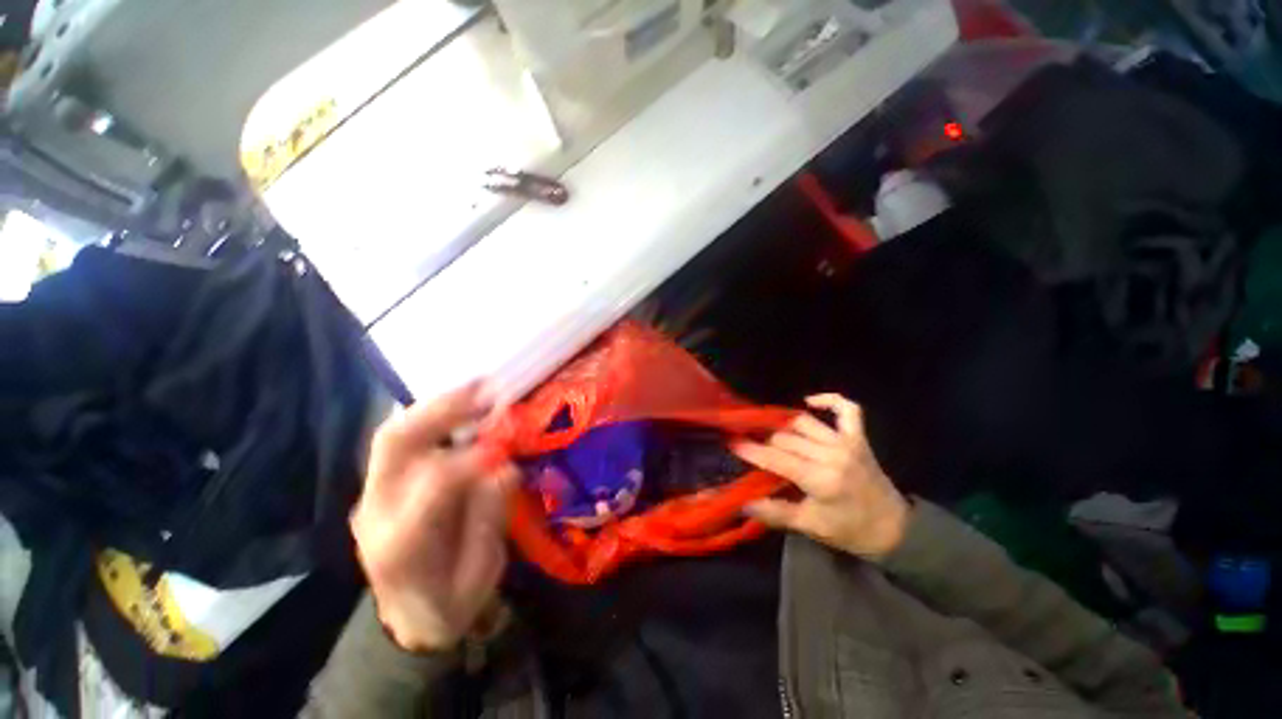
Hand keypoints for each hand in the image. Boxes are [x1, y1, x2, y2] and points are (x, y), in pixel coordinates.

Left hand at [352, 383, 517, 651]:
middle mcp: (376, 511)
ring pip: (394, 435)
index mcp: (402, 545)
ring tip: (478, 388)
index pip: (433, 484)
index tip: (505, 441)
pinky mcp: (380, 486)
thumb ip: (490, 518)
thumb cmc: (449, 604)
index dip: (472, 456)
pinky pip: (401, 441)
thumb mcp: (481, 574)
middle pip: (396, 444)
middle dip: (444, 408)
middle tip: (486, 388)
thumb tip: (505, 466)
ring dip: (438, 405)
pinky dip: (433, 417)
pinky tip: (462, 407)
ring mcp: (372, 495)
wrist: (408, 621)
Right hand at [732, 394, 908, 560]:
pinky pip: (847, 409)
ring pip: (804, 422)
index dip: (752, 450)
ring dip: (783, 424)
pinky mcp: (859, 438)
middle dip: (764, 440)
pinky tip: (809, 402)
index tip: (732, 443)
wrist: (896, 530)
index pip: (776, 458)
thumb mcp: (810, 527)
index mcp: (820, 479)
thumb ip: (774, 512)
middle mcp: (832, 454)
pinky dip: (829, 400)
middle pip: (786, 438)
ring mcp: (847, 442)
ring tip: (767, 428)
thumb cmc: (850, 531)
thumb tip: (742, 503)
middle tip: (749, 441)